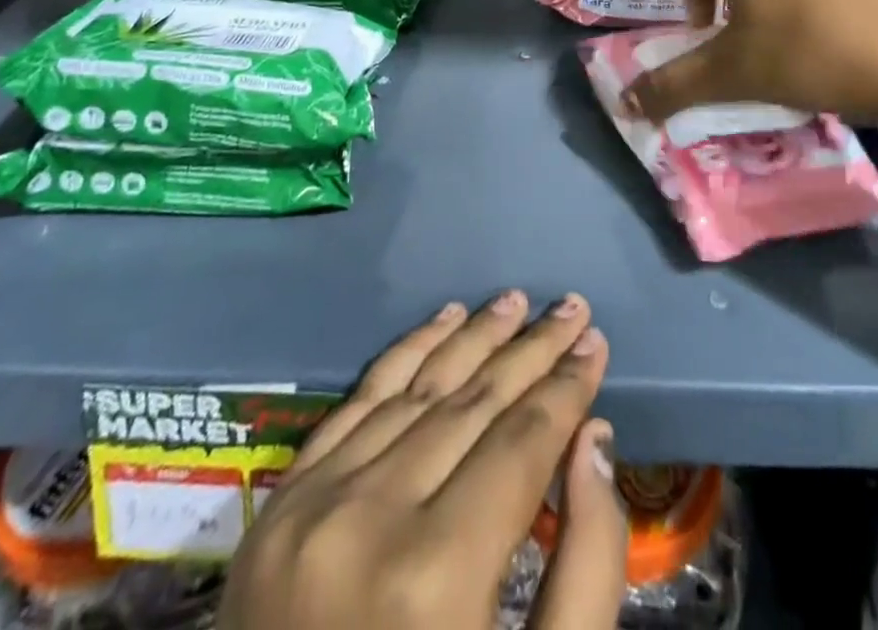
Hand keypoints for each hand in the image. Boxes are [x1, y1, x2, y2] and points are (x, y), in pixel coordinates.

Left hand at [218, 293, 624, 629]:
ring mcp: (315, 506)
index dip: (566, 387)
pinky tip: (442, 319)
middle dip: (531, 351)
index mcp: (437, 576)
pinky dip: (405, 354)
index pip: (520, 442)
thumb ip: (585, 569)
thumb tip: (594, 441)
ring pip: (416, 388)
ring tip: (515, 301)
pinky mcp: (280, 506)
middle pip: (473, 404)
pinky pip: (356, 403)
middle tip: (570, 307)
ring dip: (473, 338)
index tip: (596, 342)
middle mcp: (371, 521)